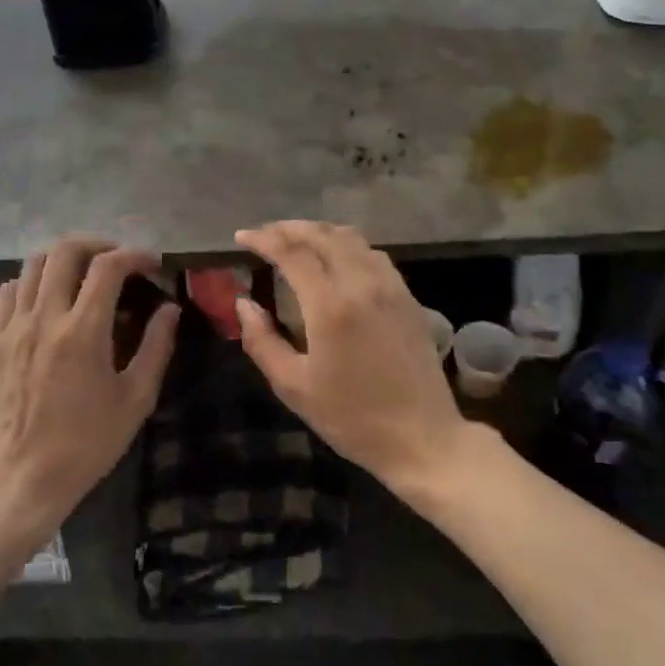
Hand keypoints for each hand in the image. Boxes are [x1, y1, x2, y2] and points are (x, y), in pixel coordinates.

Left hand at [0, 238, 179, 539]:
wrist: (23, 478)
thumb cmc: (88, 443)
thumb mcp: (135, 399)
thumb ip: (156, 346)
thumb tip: (170, 309)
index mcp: (83, 330)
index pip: (109, 266)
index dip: (135, 255)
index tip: (153, 263)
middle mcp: (46, 316)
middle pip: (65, 250)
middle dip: (98, 244)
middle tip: (119, 258)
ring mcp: (15, 325)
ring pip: (33, 262)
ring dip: (64, 256)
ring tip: (86, 270)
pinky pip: (11, 289)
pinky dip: (34, 279)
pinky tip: (52, 296)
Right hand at [234, 221, 472, 495]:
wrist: (422, 438)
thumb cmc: (352, 418)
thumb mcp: (294, 387)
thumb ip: (261, 341)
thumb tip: (243, 304)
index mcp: (331, 306)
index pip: (292, 253)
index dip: (264, 239)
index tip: (242, 236)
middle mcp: (362, 284)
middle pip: (323, 235)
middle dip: (289, 228)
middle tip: (264, 234)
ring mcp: (390, 287)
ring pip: (351, 238)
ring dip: (319, 232)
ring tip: (296, 240)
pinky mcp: (407, 297)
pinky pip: (373, 254)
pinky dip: (346, 244)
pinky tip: (336, 258)